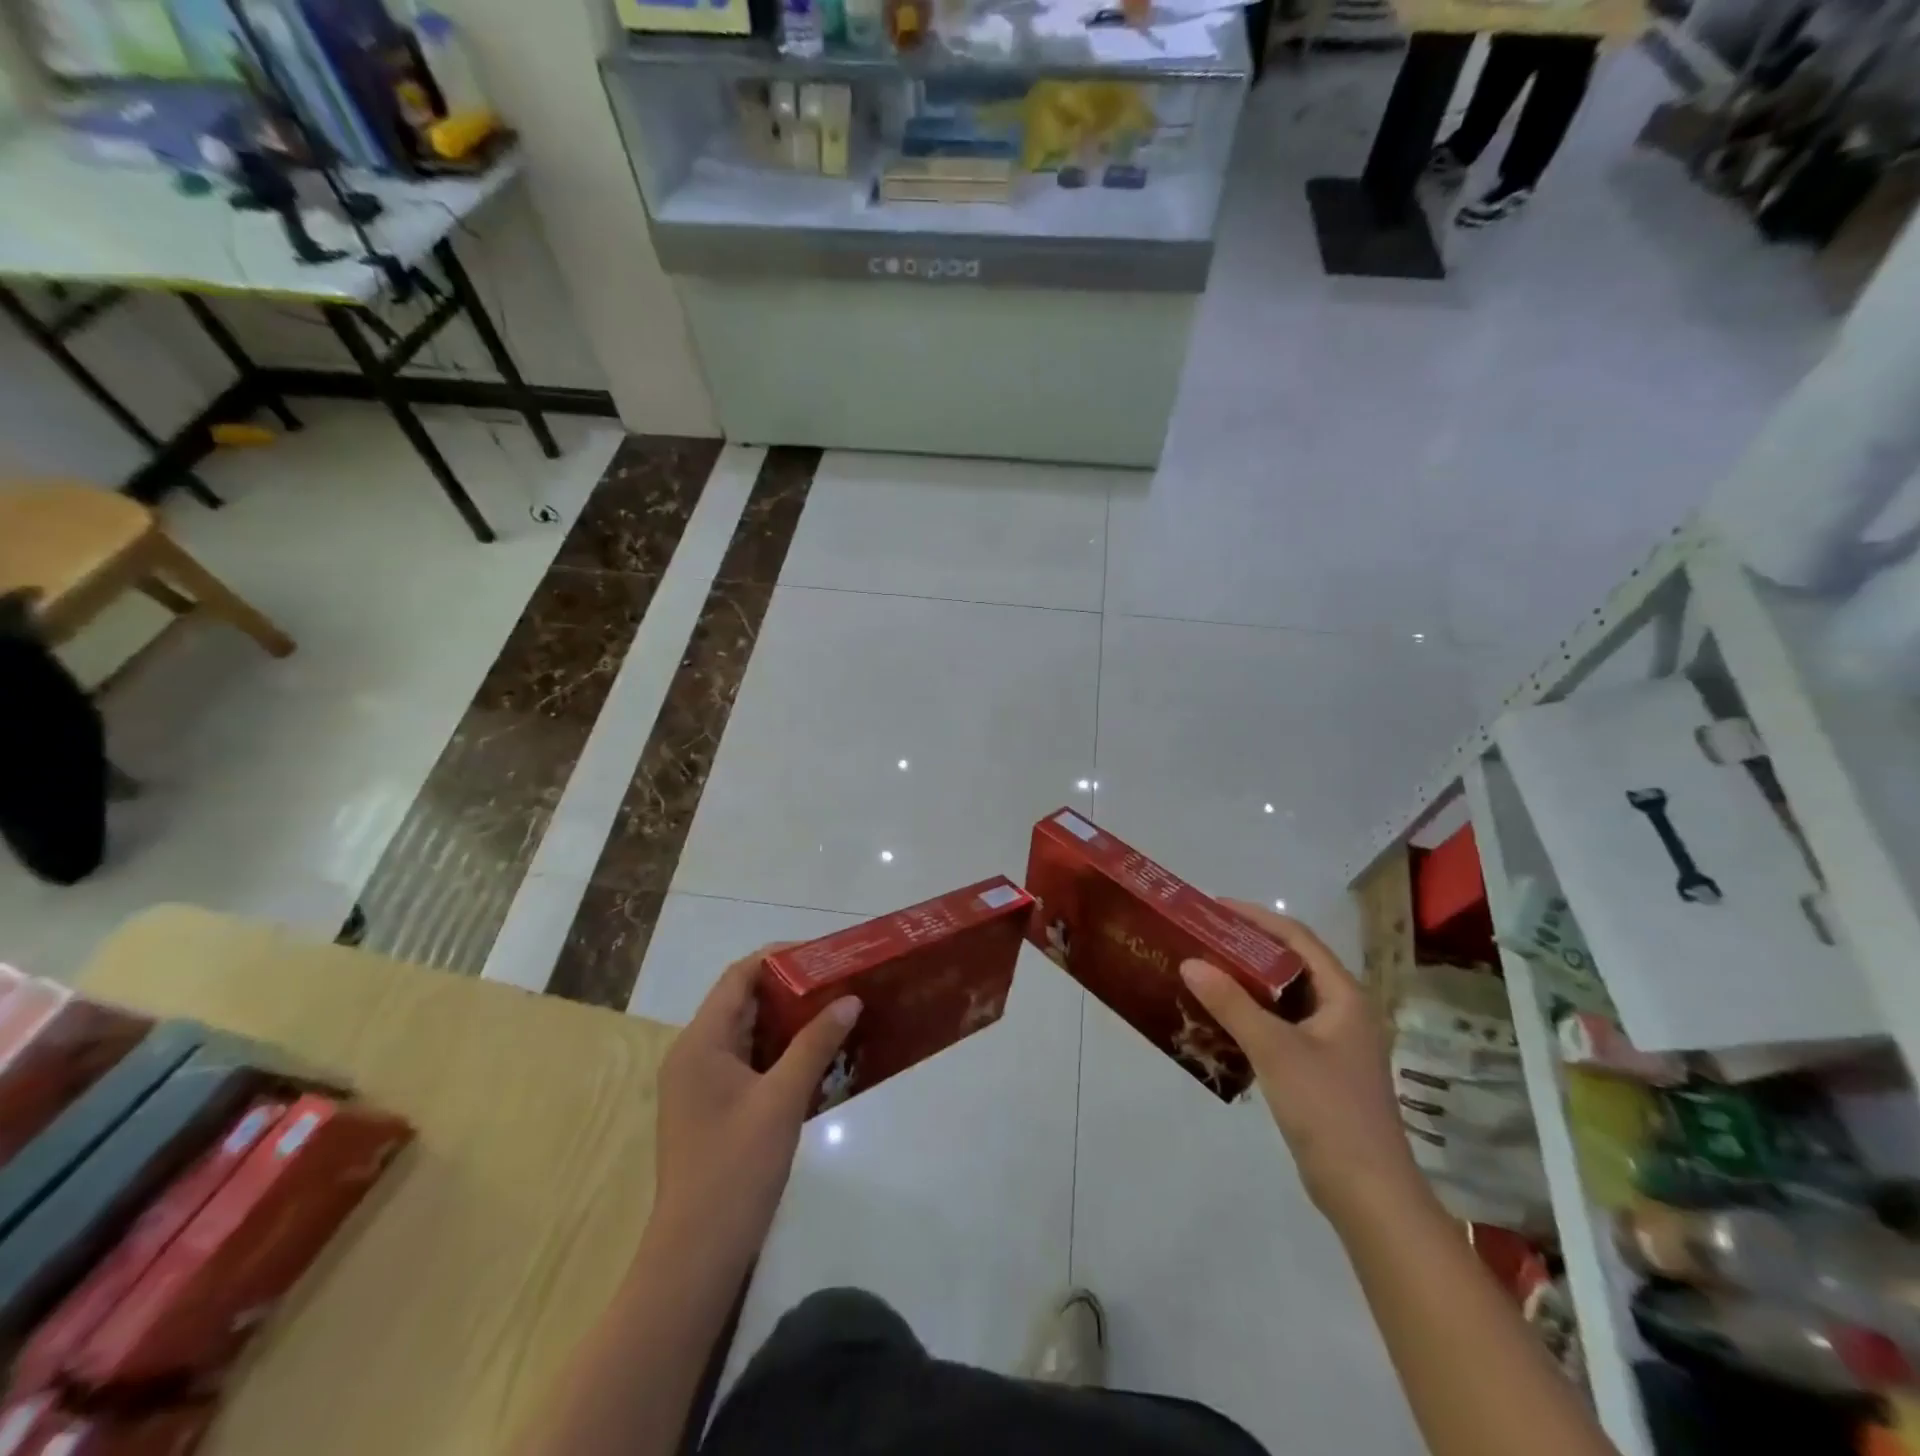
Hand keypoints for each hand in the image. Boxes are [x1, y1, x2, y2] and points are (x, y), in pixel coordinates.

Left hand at [651, 947, 860, 1259]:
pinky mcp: (713, 1108)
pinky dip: (781, 1052)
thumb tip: (850, 1000)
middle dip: (791, 988)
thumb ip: (815, 1044)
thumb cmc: (736, 1169)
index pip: (739, 977)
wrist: (697, 1255)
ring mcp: (701, 1083)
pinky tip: (818, 1056)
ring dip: (789, 1021)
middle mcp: (695, 1053)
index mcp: (701, 1042)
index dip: (779, 958)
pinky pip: (749, 1062)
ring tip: (836, 1010)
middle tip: (839, 981)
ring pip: (749, 1033)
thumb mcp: (782, 1100)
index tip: (824, 954)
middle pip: (744, 1002)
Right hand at [1179, 903, 1418, 1221]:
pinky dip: (1251, 1015)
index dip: (1257, 918)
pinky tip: (1219, 1020)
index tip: (1214, 908)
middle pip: (1290, 964)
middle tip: (1201, 938)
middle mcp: (1342, 1011)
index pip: (1298, 938)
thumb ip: (1232, 1004)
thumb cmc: (1328, 1110)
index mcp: (1344, 996)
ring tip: (1203, 971)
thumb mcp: (1275, 1050)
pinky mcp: (1319, 1070)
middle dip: (1246, 948)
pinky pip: (1280, 1026)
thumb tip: (1190, 963)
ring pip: (1284, 997)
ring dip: (1246, 983)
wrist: (1368, 1195)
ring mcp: (1333, 1043)